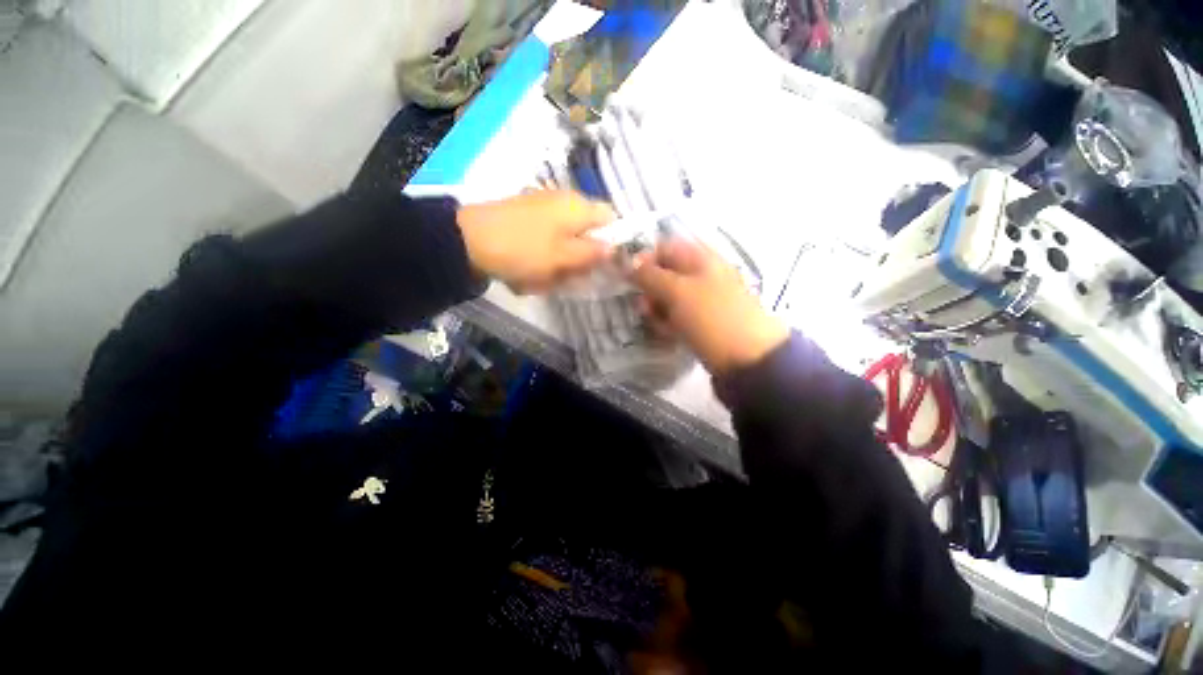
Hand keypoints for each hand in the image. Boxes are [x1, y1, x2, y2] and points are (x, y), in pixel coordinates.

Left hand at [457, 191, 614, 293]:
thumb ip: (593, 253)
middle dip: (579, 258)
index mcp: (577, 206)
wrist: (467, 241)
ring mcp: (540, 206)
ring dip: (557, 263)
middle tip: (567, 277)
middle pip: (585, 232)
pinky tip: (525, 272)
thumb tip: (613, 248)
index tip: (600, 265)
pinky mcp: (523, 216)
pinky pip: (542, 241)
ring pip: (563, 241)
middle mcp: (562, 200)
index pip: (610, 218)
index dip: (611, 242)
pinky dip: (539, 259)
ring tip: (541, 279)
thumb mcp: (564, 257)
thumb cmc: (525, 250)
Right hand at [631, 238, 788, 376]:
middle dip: (649, 290)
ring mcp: (703, 298)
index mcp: (700, 258)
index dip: (644, 260)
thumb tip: (628, 263)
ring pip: (668, 297)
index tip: (629, 279)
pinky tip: (668, 333)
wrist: (748, 357)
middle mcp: (701, 274)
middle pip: (664, 274)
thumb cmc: (711, 316)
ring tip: (658, 324)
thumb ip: (649, 275)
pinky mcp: (702, 320)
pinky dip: (668, 322)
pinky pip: (677, 315)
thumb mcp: (677, 291)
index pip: (664, 248)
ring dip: (656, 309)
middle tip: (645, 307)